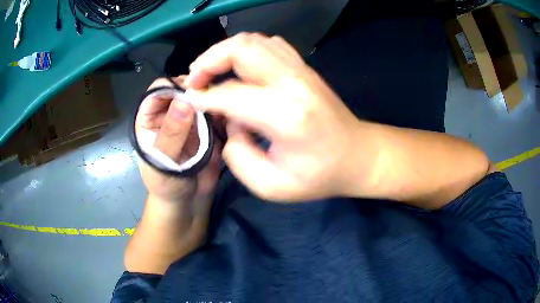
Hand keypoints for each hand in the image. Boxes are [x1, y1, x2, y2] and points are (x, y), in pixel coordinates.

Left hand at [135, 77, 221, 211]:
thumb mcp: (163, 162)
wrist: (187, 204)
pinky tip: (233, 117)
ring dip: (215, 99)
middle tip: (216, 96)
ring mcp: (191, 120)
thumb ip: (172, 133)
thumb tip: (185, 101)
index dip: (174, 85)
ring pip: (203, 98)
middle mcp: (170, 113)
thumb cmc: (165, 185)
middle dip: (199, 89)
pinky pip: (217, 113)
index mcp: (150, 118)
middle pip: (184, 89)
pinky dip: (225, 112)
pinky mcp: (208, 129)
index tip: (194, 90)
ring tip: (227, 106)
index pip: (158, 90)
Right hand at [184, 33, 365, 201]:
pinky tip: (238, 68)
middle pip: (241, 49)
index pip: (230, 94)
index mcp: (285, 115)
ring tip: (210, 71)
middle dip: (209, 60)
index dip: (202, 96)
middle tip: (195, 79)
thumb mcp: (270, 186)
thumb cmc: (318, 177)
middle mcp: (293, 83)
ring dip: (224, 51)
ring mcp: (301, 70)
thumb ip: (237, 155)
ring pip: (253, 40)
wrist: (357, 156)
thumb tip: (228, 122)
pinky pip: (269, 44)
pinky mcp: (305, 67)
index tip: (188, 100)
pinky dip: (246, 49)